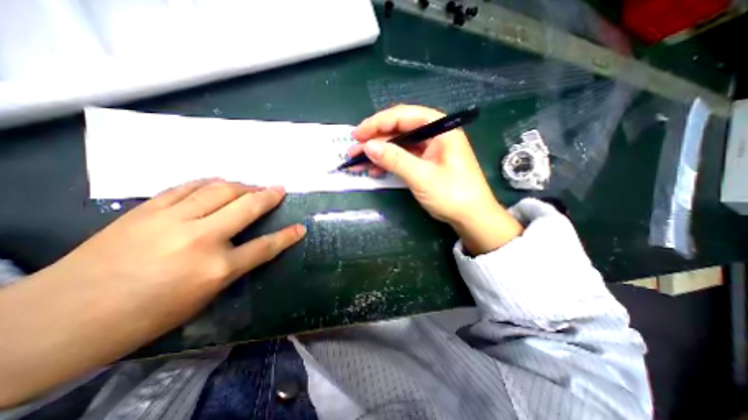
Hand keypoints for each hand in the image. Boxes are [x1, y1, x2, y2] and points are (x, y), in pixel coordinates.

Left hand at [54, 180, 307, 334]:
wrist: (62, 318)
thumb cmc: (146, 316)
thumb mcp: (204, 297)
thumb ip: (231, 267)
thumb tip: (247, 246)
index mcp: (216, 269)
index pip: (265, 247)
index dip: (287, 236)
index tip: (301, 227)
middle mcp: (200, 239)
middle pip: (246, 207)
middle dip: (269, 196)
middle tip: (279, 189)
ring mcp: (172, 220)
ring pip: (219, 190)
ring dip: (242, 186)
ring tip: (252, 186)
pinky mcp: (147, 210)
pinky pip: (187, 187)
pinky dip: (208, 183)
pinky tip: (217, 184)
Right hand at [354, 107, 521, 254]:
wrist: (471, 217)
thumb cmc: (453, 195)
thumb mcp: (422, 177)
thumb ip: (395, 159)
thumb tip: (368, 146)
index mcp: (440, 128)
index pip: (404, 116)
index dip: (378, 123)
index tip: (358, 135)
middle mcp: (434, 134)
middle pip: (399, 129)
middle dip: (375, 140)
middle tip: (353, 150)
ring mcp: (429, 149)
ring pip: (398, 145)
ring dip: (378, 153)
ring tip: (357, 162)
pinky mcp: (425, 163)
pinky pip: (403, 158)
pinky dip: (388, 163)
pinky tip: (374, 170)